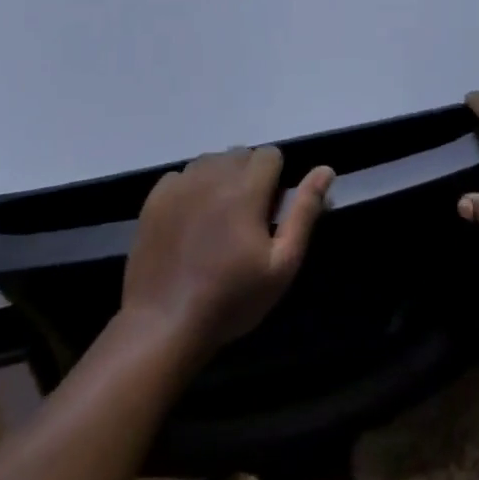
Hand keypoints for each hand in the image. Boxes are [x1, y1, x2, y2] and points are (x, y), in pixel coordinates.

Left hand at [118, 147, 333, 356]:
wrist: (163, 325)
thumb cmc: (231, 299)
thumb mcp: (282, 263)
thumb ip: (304, 211)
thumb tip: (325, 170)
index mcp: (246, 189)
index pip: (270, 154)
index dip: (276, 178)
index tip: (271, 210)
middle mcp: (212, 177)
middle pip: (240, 154)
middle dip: (249, 176)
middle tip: (247, 217)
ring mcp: (179, 187)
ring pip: (210, 162)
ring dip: (220, 178)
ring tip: (218, 217)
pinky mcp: (153, 201)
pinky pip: (180, 176)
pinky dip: (190, 188)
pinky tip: (190, 220)